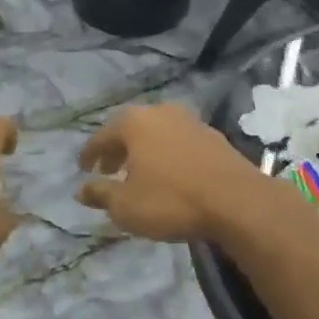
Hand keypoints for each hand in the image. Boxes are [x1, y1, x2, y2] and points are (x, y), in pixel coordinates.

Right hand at [77, 104, 258, 241]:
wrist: (238, 202)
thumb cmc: (171, 200)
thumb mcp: (126, 206)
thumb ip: (100, 194)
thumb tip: (81, 189)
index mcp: (134, 122)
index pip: (101, 137)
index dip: (89, 155)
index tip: (83, 169)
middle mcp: (160, 112)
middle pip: (129, 130)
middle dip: (117, 150)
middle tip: (108, 171)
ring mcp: (190, 121)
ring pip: (156, 134)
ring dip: (143, 152)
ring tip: (139, 174)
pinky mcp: (214, 136)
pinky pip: (178, 142)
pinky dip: (166, 155)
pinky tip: (169, 175)